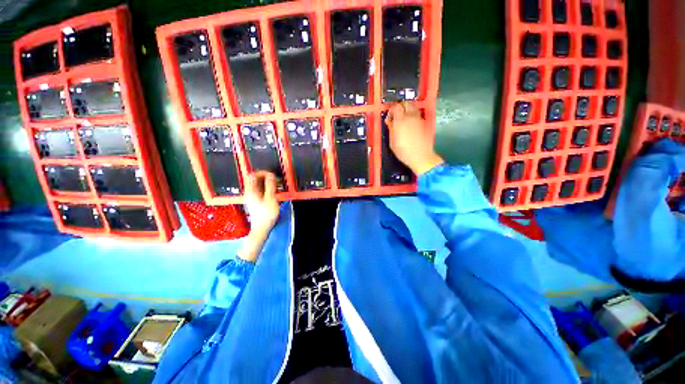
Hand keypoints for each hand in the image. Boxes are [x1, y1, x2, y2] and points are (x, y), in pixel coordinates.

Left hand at [238, 171, 279, 261]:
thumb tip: (270, 175)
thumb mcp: (270, 199)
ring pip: (258, 185)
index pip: (253, 175)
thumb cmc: (266, 214)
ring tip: (277, 186)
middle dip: (266, 177)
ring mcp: (252, 197)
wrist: (261, 228)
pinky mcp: (256, 201)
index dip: (262, 173)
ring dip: (267, 183)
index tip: (272, 175)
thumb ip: (270, 186)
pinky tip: (274, 192)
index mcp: (251, 191)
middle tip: (276, 180)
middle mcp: (249, 192)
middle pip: (255, 179)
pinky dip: (267, 189)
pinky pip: (260, 190)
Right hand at [385, 102, 443, 175]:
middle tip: (396, 115)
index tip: (390, 117)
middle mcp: (411, 117)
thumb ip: (391, 129)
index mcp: (401, 121)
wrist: (421, 156)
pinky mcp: (425, 123)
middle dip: (400, 107)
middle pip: (406, 104)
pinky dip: (413, 116)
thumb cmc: (404, 152)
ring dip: (408, 110)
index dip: (392, 110)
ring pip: (413, 108)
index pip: (396, 107)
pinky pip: (418, 115)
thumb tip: (390, 121)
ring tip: (404, 119)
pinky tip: (411, 125)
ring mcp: (419, 119)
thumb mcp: (392, 142)